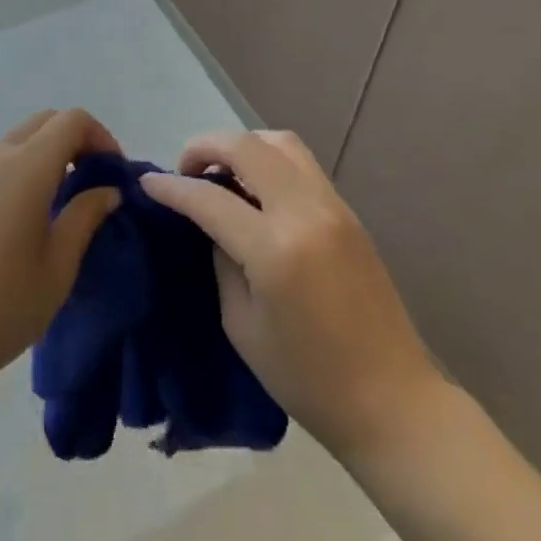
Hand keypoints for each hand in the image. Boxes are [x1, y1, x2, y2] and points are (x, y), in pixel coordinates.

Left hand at [0, 109, 122, 398]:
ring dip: (41, 158)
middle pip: (43, 123)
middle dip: (73, 141)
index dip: (100, 136)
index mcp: (27, 167)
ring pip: (13, 143)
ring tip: (50, 207)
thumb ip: (86, 217)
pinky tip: (9, 225)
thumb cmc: (0, 307)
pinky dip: (11, 175)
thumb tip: (107, 190)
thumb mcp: (58, 268)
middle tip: (87, 183)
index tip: (112, 173)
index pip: (72, 121)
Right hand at [141, 130, 440, 460]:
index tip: (148, 183)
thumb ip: (222, 260)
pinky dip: (269, 158)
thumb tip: (211, 220)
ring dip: (242, 145)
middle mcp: (304, 211)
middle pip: (247, 147)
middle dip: (205, 146)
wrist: (391, 399)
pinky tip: (255, 186)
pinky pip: (301, 162)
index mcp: (274, 249)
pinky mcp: (347, 210)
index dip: (174, 188)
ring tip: (222, 171)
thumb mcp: (242, 325)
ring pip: (279, 142)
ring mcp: (332, 205)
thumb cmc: (308, 378)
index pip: (211, 198)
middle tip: (185, 169)